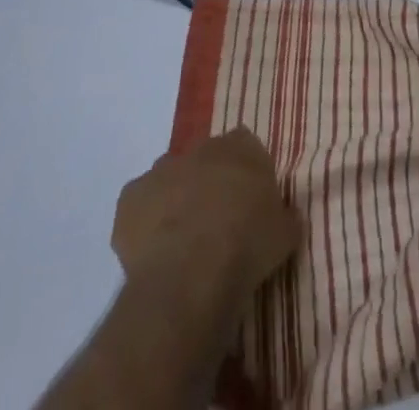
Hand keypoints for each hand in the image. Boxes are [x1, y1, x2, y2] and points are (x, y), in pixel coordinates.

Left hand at [112, 128, 301, 301]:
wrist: (193, 271)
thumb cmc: (248, 245)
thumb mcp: (285, 234)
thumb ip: (286, 217)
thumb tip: (288, 215)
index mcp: (242, 146)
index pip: (245, 146)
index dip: (244, 174)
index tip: (246, 203)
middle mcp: (201, 147)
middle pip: (204, 160)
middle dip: (207, 184)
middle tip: (214, 223)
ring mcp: (162, 169)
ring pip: (169, 179)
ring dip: (174, 200)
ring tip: (181, 242)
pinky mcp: (130, 198)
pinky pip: (137, 206)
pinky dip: (142, 223)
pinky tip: (152, 251)